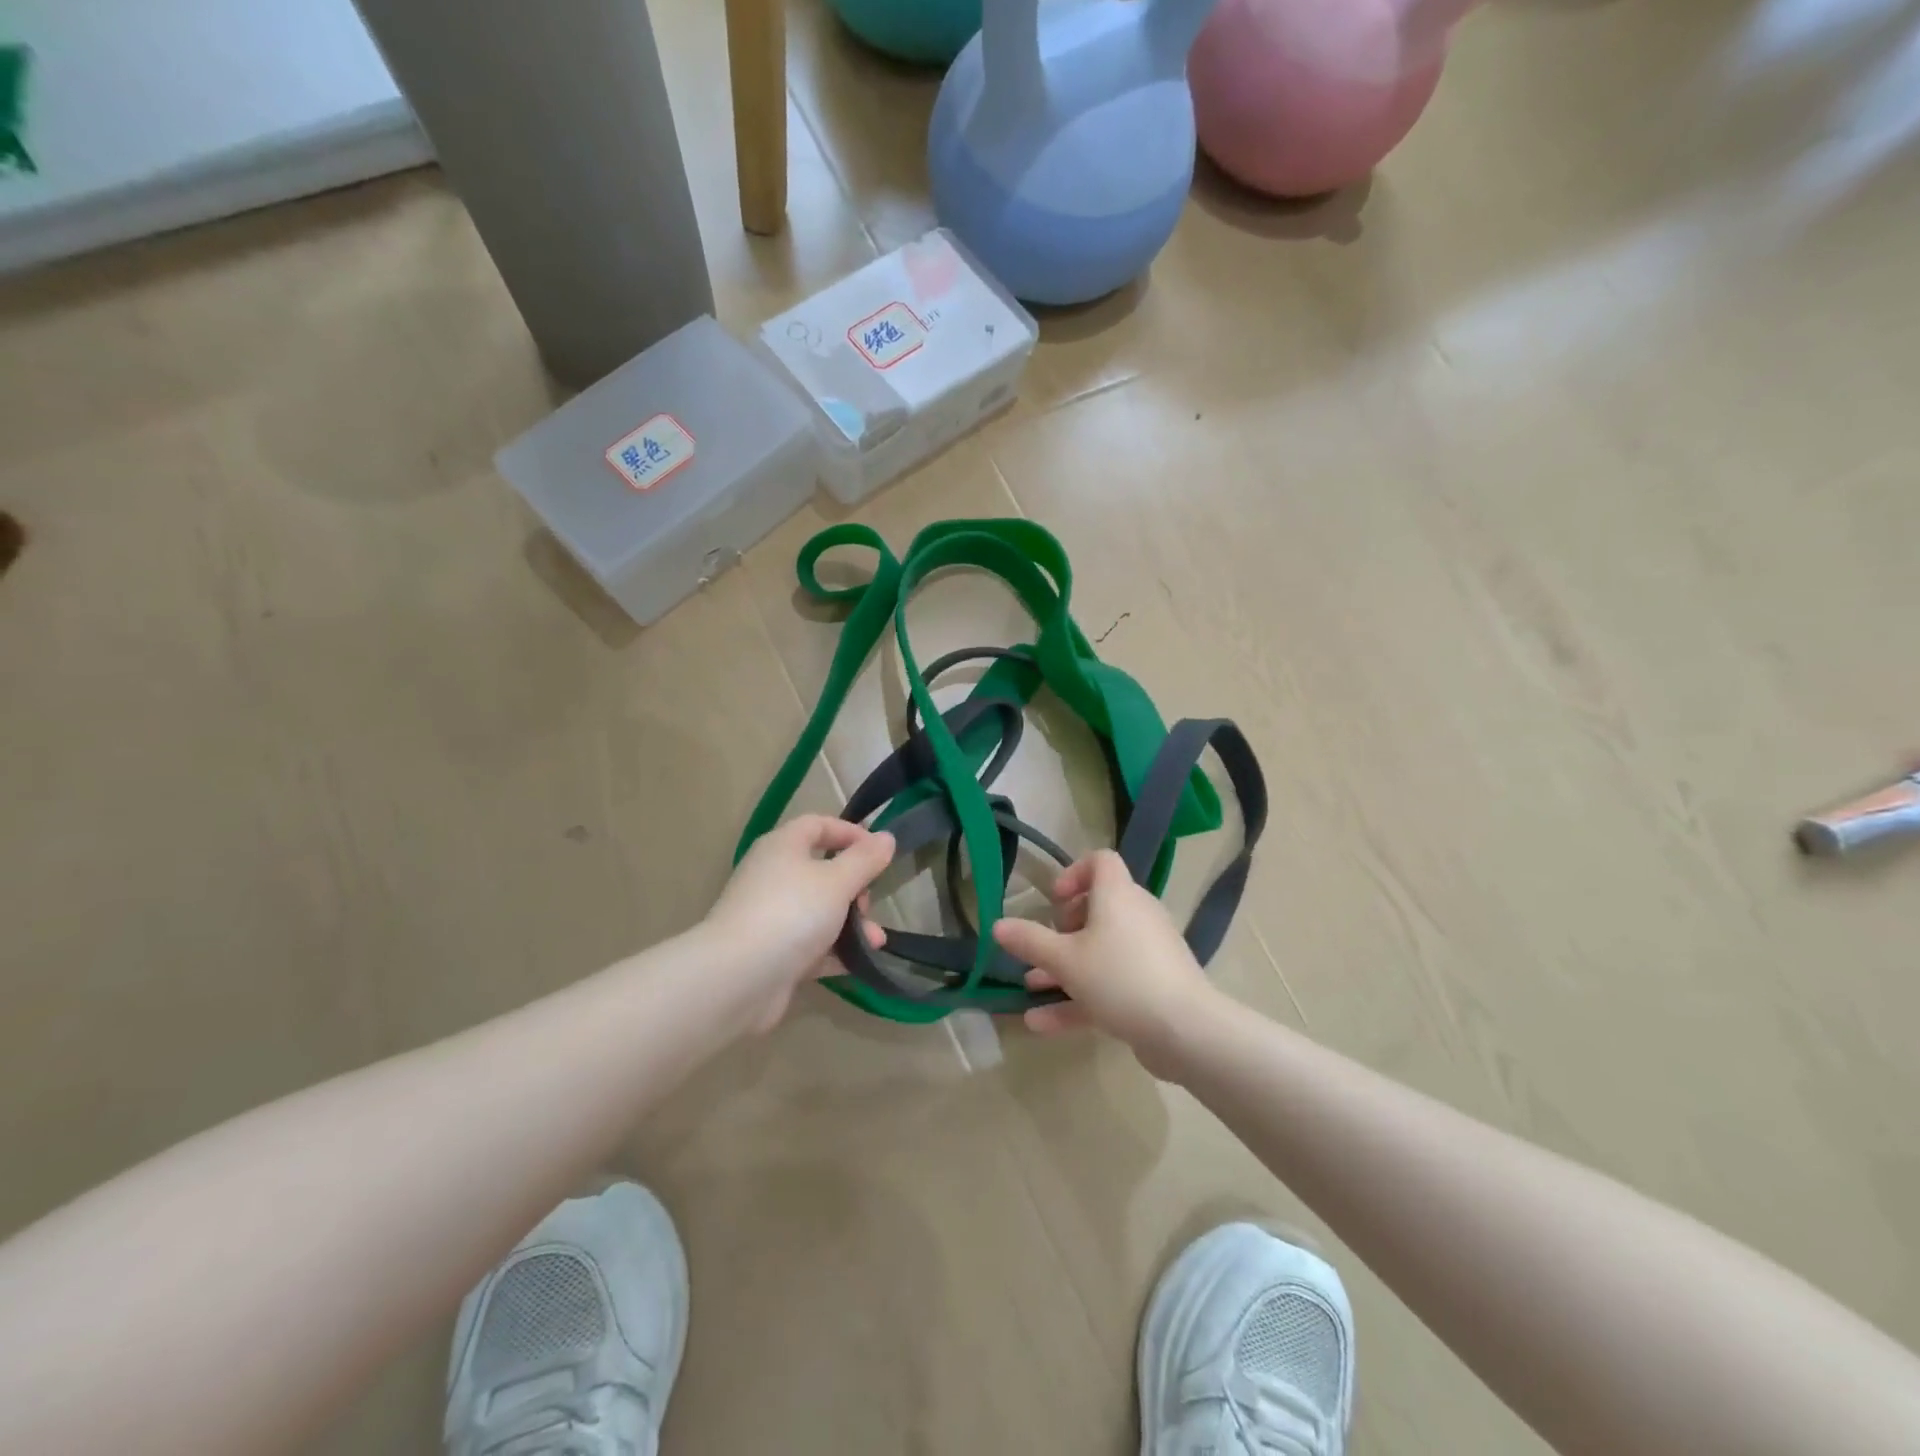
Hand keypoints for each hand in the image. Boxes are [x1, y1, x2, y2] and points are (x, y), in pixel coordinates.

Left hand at [706, 815, 893, 1031]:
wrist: (737, 978)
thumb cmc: (791, 913)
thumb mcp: (837, 881)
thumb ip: (865, 859)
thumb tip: (886, 837)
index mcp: (783, 847)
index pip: (818, 825)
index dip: (850, 833)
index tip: (879, 851)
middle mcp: (773, 876)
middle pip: (822, 870)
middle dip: (855, 887)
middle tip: (868, 904)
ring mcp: (770, 916)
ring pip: (819, 911)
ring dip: (851, 923)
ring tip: (876, 942)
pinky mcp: (771, 952)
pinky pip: (810, 944)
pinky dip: (834, 950)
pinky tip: (859, 962)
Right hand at [992, 849, 1221, 1073]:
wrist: (1185, 1030)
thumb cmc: (1119, 978)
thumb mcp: (1065, 960)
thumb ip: (1029, 941)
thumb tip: (997, 925)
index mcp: (1117, 895)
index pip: (1101, 861)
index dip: (1074, 873)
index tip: (1054, 901)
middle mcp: (1136, 915)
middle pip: (1098, 907)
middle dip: (1064, 928)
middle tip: (1047, 944)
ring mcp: (1147, 952)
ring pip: (1101, 950)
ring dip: (1065, 966)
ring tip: (1030, 985)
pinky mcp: (1153, 986)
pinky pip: (1111, 981)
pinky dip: (1080, 997)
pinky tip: (1041, 1024)